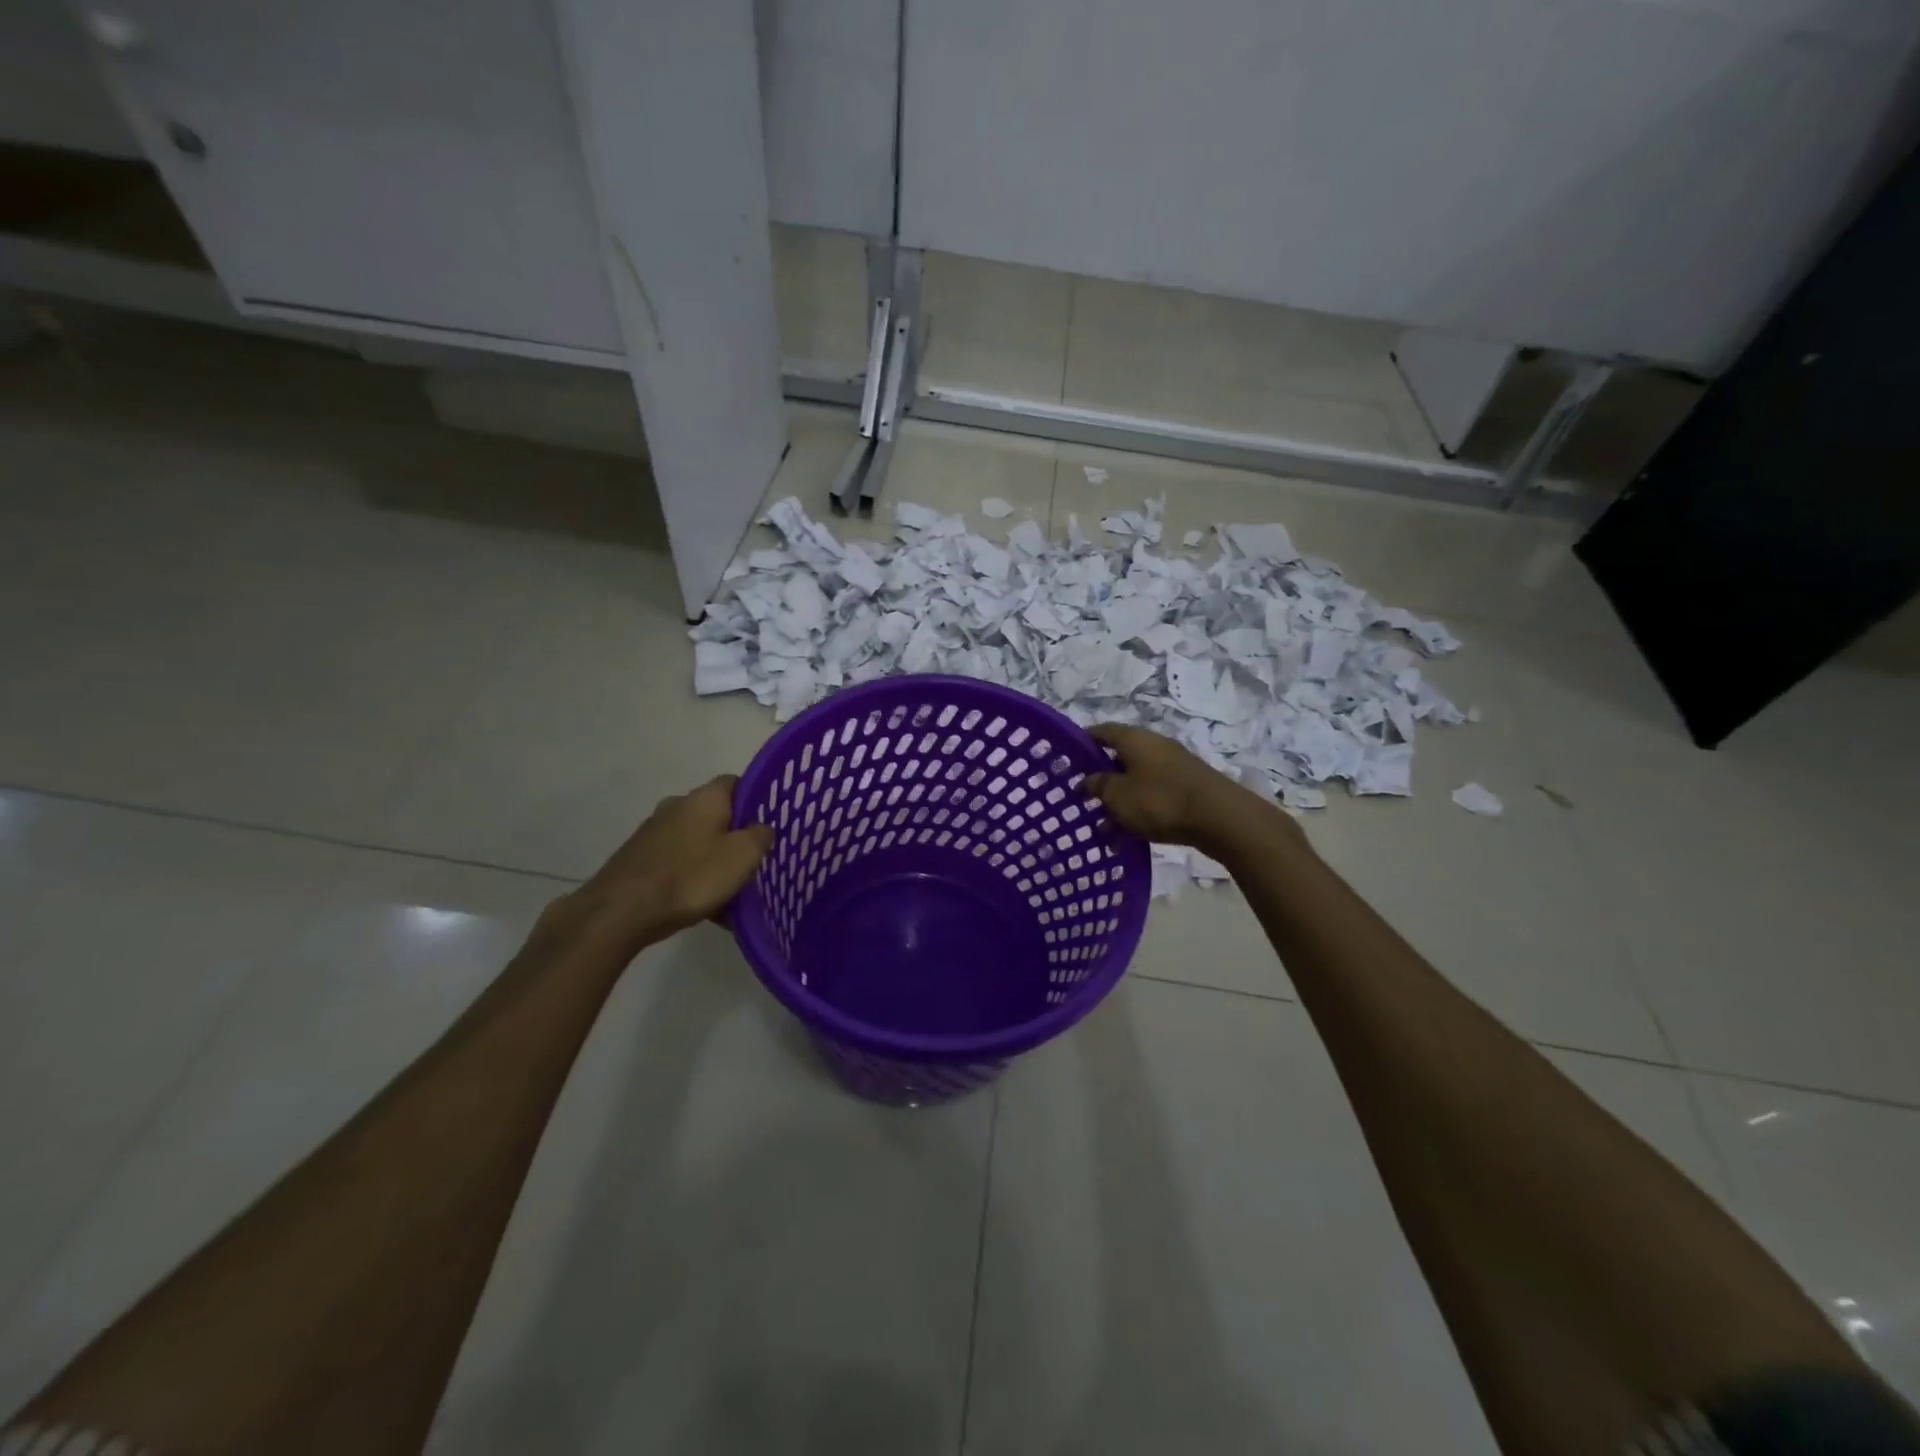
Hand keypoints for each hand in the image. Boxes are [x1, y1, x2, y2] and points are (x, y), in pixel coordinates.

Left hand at [560, 775, 773, 951]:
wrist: (621, 911)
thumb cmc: (690, 876)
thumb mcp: (742, 855)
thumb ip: (760, 836)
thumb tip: (761, 828)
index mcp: (704, 798)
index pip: (736, 783)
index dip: (755, 800)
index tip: (768, 824)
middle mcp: (677, 806)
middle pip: (717, 816)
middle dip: (736, 839)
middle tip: (754, 864)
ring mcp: (654, 833)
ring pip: (698, 843)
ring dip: (715, 863)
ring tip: (732, 897)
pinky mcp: (640, 859)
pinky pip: (679, 864)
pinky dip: (694, 880)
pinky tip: (705, 909)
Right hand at [1082, 724, 1291, 853]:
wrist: (1220, 818)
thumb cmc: (1159, 800)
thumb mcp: (1117, 796)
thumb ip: (1097, 786)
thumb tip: (1086, 780)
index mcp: (1134, 739)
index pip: (1101, 731)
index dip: (1082, 742)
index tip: (1066, 759)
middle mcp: (1154, 745)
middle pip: (1119, 756)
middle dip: (1100, 777)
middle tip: (1082, 797)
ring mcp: (1173, 765)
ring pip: (1136, 779)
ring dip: (1119, 799)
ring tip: (1103, 825)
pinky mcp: (1187, 786)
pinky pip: (1153, 793)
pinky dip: (1138, 808)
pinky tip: (1129, 833)